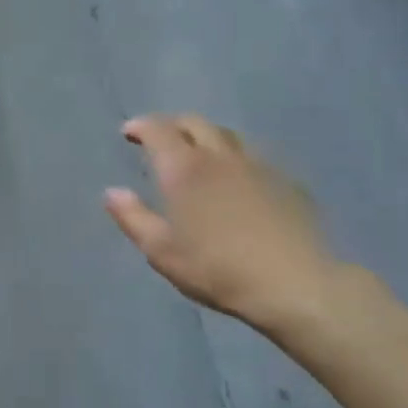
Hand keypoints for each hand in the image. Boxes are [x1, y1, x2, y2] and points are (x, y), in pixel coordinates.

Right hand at [105, 115, 341, 333]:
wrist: (295, 285)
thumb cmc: (217, 269)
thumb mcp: (161, 251)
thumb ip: (133, 218)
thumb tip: (112, 192)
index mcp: (184, 169)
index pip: (158, 130)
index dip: (140, 126)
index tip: (129, 132)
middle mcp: (219, 156)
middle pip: (194, 122)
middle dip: (172, 125)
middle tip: (160, 139)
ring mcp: (258, 166)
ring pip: (227, 135)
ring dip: (205, 136)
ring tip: (198, 154)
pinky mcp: (286, 182)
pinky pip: (253, 156)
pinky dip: (234, 157)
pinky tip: (236, 179)